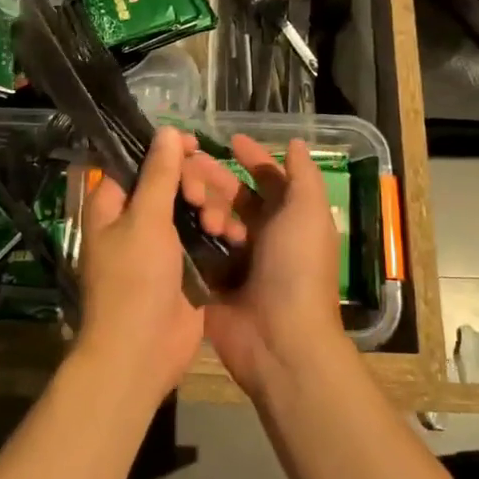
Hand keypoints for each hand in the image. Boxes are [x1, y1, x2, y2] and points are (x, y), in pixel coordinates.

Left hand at [76, 126, 248, 401]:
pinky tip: (236, 236)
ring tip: (221, 225)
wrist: (142, 352)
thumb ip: (159, 174)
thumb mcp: (146, 220)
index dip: (166, 150)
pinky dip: (221, 232)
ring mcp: (162, 243)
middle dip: (195, 182)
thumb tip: (167, 131)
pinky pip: (205, 236)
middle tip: (204, 199)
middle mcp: (135, 219)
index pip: (138, 161)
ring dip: (213, 208)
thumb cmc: (134, 280)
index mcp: (113, 204)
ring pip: (192, 207)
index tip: (195, 145)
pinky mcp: (185, 265)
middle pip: (171, 181)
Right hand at [203, 135, 350, 405]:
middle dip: (214, 178)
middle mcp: (262, 236)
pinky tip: (169, 217)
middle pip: (233, 196)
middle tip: (188, 166)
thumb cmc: (298, 267)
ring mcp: (235, 260)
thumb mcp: (309, 212)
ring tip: (194, 204)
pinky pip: (193, 248)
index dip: (252, 158)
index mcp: (289, 220)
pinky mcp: (210, 281)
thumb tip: (297, 142)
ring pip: (211, 218)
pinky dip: (184, 233)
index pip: (268, 180)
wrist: (279, 338)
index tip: (229, 140)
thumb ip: (303, 175)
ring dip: (203, 204)